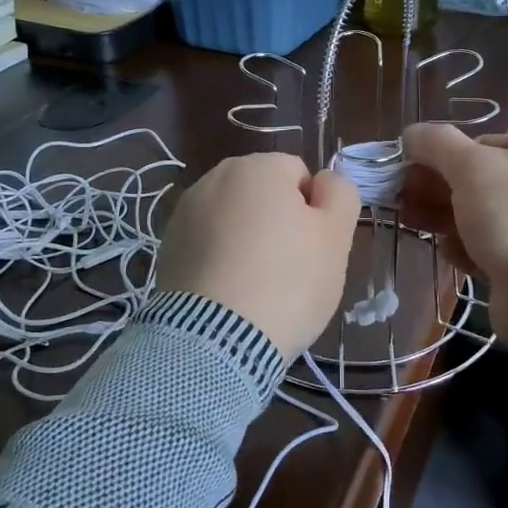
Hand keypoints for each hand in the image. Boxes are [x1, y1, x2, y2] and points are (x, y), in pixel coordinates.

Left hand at [153, 152, 361, 359]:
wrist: (216, 340)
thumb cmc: (287, 281)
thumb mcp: (336, 237)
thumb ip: (339, 194)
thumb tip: (323, 182)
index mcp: (257, 167)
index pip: (299, 175)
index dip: (313, 210)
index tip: (313, 247)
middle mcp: (215, 178)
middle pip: (263, 194)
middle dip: (278, 222)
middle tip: (290, 268)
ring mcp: (185, 213)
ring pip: (234, 219)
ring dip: (247, 240)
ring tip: (257, 286)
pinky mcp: (168, 248)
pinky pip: (208, 245)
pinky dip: (221, 260)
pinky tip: (229, 294)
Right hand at [400, 124, 507, 335]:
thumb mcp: (470, 167)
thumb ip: (436, 143)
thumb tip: (411, 133)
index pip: (484, 144)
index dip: (443, 158)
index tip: (412, 174)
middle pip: (482, 180)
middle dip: (438, 190)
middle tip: (404, 200)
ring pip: (485, 215)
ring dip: (446, 218)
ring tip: (413, 224)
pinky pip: (496, 245)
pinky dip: (470, 246)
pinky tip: (451, 253)